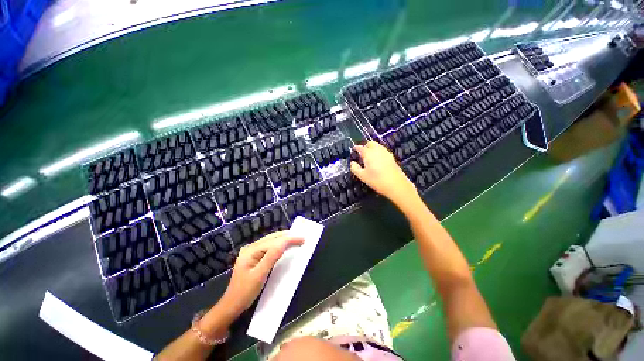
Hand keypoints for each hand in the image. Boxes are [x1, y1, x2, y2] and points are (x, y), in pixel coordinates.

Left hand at [220, 231, 303, 315]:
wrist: (231, 306)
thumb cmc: (245, 292)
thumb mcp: (259, 275)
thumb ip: (272, 257)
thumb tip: (285, 242)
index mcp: (251, 250)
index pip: (274, 241)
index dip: (289, 239)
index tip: (303, 239)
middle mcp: (251, 247)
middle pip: (273, 237)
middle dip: (288, 236)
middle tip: (302, 238)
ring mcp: (252, 251)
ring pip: (272, 240)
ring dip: (284, 239)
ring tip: (296, 240)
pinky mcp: (254, 256)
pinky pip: (269, 246)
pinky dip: (280, 245)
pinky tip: (285, 246)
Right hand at [350, 141, 417, 206]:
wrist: (396, 185)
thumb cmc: (377, 180)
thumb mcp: (362, 176)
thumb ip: (355, 168)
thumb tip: (352, 163)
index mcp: (369, 154)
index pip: (360, 147)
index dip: (356, 148)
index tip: (353, 150)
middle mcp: (377, 150)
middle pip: (370, 143)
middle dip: (365, 146)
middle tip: (361, 153)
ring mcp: (386, 153)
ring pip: (377, 146)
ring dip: (372, 148)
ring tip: (369, 157)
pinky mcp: (391, 157)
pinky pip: (382, 150)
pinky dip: (378, 152)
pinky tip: (377, 160)